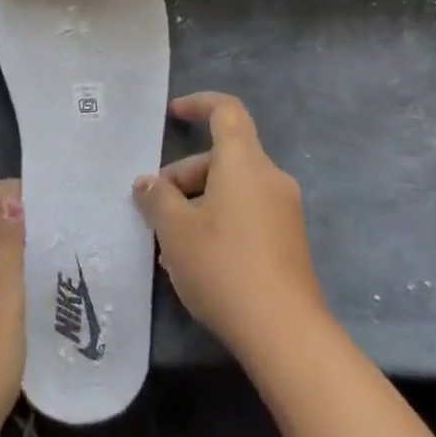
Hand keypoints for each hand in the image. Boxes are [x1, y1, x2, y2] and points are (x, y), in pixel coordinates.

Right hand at [133, 92, 327, 364]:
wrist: (285, 332)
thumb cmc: (223, 266)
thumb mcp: (175, 230)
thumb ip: (157, 199)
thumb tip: (147, 184)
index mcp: (245, 163)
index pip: (226, 111)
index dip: (199, 104)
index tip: (173, 113)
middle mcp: (270, 178)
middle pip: (223, 158)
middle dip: (184, 176)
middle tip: (155, 210)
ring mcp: (284, 211)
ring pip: (232, 190)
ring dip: (197, 205)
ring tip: (169, 245)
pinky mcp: (288, 242)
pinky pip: (246, 214)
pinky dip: (218, 222)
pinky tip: (195, 261)